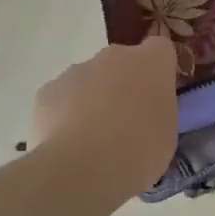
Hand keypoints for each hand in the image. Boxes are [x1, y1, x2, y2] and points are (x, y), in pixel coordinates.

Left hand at [32, 37, 178, 196]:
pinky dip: (64, 115)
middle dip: (122, 84)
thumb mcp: (167, 132)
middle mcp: (115, 55)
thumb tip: (144, 113)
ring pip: (88, 80)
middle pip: (121, 62)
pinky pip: (61, 99)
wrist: (85, 166)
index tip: (156, 95)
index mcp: (152, 62)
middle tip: (125, 122)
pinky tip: (68, 144)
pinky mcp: (48, 90)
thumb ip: (157, 111)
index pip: (160, 49)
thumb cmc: (140, 149)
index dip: (158, 70)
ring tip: (92, 140)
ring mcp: (77, 70)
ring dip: (92, 99)